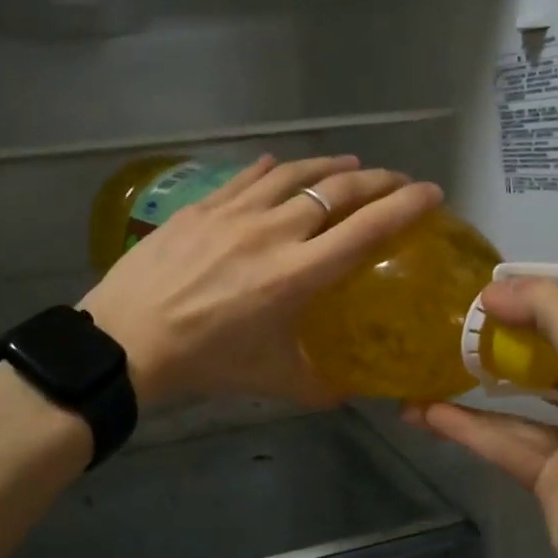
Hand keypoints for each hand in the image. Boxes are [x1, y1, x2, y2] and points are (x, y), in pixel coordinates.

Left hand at [80, 155, 442, 406]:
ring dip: (330, 165)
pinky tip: (280, 166)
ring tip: (350, 164)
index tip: (431, 193)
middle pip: (337, 190)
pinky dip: (273, 169)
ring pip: (294, 174)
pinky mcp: (202, 206)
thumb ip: (319, 384)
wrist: (125, 340)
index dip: (405, 206)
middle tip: (397, 181)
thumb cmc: (204, 362)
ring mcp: (234, 212)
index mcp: (297, 275)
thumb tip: (353, 393)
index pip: (366, 229)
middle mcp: (273, 232)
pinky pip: (247, 176)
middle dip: (377, 180)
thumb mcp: (270, 380)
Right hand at [406, 278, 557, 557]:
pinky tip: (425, 414)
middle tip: (442, 332)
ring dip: (469, 390)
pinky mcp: (550, 479)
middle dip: (494, 345)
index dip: (526, 305)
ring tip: (419, 371)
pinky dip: (466, 427)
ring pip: (515, 405)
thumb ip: (552, 312)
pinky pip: (502, 442)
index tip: (476, 300)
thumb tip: (496, 290)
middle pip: (541, 359)